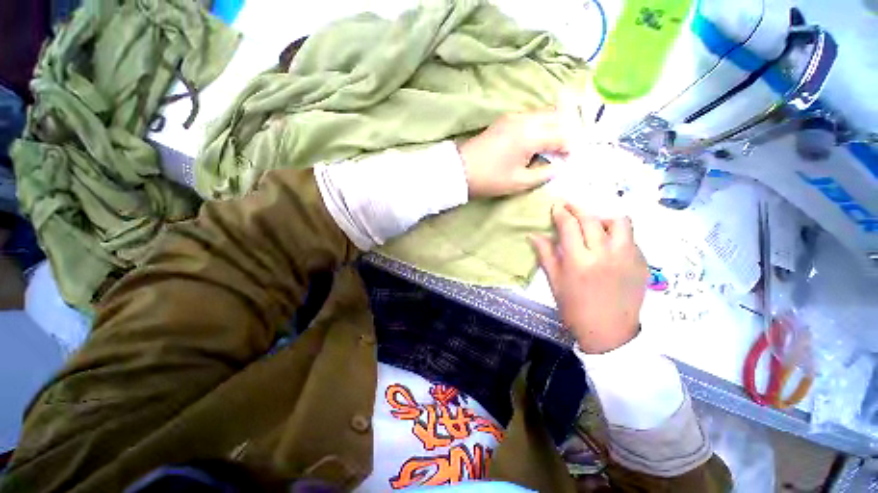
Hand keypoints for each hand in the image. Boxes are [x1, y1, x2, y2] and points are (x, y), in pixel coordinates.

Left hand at [457, 111, 567, 197]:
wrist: (461, 170)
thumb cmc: (491, 179)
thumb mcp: (520, 182)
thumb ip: (544, 173)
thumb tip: (558, 166)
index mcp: (531, 135)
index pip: (561, 135)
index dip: (568, 148)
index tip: (568, 160)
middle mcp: (525, 119)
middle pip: (556, 117)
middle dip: (564, 132)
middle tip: (563, 151)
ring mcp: (513, 116)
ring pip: (543, 114)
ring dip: (552, 126)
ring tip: (551, 146)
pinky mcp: (504, 119)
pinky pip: (530, 116)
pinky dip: (540, 124)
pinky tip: (536, 139)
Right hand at [531, 204, 648, 353]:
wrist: (609, 332)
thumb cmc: (575, 308)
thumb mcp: (555, 282)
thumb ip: (545, 254)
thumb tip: (533, 235)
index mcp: (579, 261)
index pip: (569, 226)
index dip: (561, 213)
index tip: (556, 206)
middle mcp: (605, 254)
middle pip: (591, 219)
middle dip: (577, 209)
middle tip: (569, 206)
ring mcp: (627, 257)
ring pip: (619, 222)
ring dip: (602, 218)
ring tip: (593, 225)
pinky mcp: (642, 262)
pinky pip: (630, 237)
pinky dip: (616, 234)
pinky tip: (608, 244)